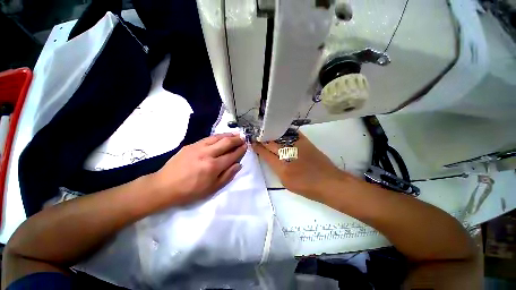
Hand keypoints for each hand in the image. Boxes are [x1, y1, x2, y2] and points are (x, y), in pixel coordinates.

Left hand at [151, 133, 246, 205]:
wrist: (164, 186)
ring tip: (235, 134)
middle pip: (226, 143)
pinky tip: (221, 136)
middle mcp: (208, 154)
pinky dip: (217, 136)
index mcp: (214, 166)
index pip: (232, 155)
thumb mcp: (212, 188)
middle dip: (236, 140)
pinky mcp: (191, 145)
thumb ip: (227, 176)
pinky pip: (207, 138)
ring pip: (217, 137)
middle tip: (243, 138)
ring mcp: (198, 147)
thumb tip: (238, 165)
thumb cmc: (190, 191)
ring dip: (228, 135)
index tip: (246, 146)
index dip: (240, 150)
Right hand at [252, 133, 344, 201]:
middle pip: (270, 143)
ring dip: (271, 134)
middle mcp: (288, 155)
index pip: (265, 154)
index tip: (253, 143)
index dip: (258, 147)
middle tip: (257, 136)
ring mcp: (297, 146)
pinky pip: (291, 133)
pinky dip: (284, 132)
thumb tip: (270, 158)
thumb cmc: (307, 187)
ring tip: (265, 132)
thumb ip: (276, 169)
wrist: (329, 182)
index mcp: (282, 169)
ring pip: (279, 137)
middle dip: (262, 139)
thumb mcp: (286, 183)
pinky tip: (279, 130)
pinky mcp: (305, 141)